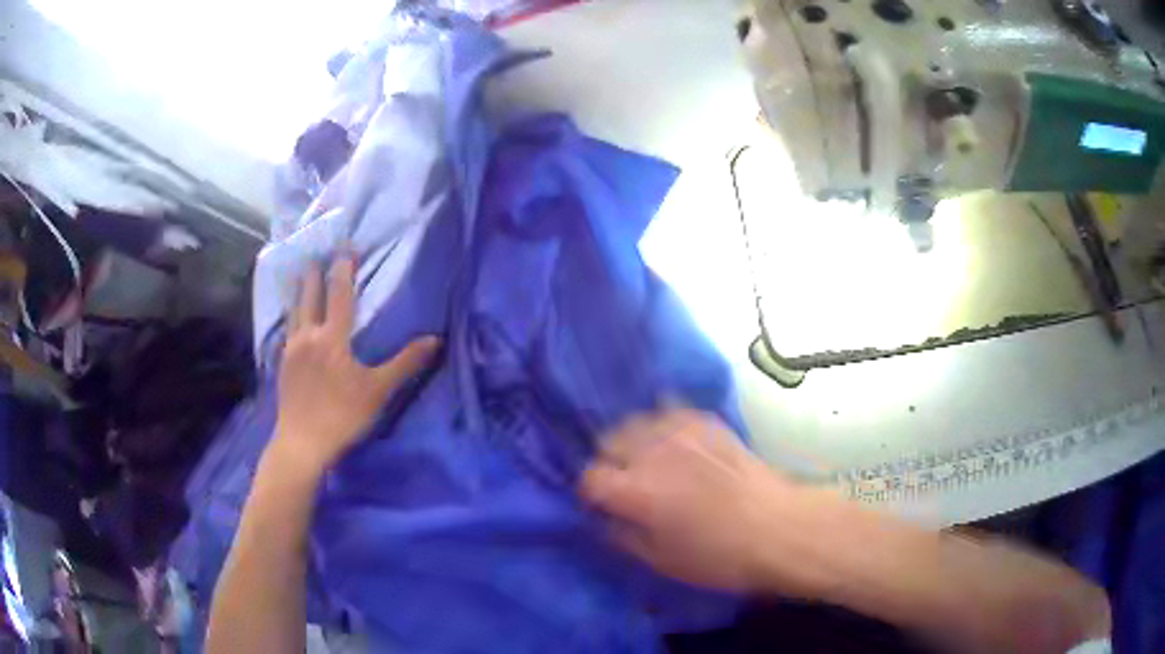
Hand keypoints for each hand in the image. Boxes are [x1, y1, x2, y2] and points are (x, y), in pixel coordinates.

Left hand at [272, 256, 440, 476]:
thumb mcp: (378, 390)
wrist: (302, 442)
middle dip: (316, 274)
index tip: (346, 249)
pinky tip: (293, 321)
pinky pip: (287, 330)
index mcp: (332, 338)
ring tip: (302, 276)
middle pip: (310, 296)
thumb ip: (405, 363)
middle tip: (318, 256)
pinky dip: (291, 316)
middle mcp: (308, 336)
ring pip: (294, 311)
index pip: (339, 294)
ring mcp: (291, 350)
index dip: (343, 270)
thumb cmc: (343, 415)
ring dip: (300, 291)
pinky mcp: (282, 365)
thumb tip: (435, 340)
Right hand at [581, 408, 832, 593]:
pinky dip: (663, 424)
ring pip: (636, 421)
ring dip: (633, 440)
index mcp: (636, 491)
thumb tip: (606, 519)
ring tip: (649, 459)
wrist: (778, 527)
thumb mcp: (662, 561)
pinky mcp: (707, 422)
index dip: (592, 493)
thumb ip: (624, 536)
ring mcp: (681, 431)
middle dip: (610, 462)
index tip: (603, 505)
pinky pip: (670, 410)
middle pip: (608, 441)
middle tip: (626, 483)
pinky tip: (675, 442)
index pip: (591, 477)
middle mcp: (652, 452)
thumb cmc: (718, 556)